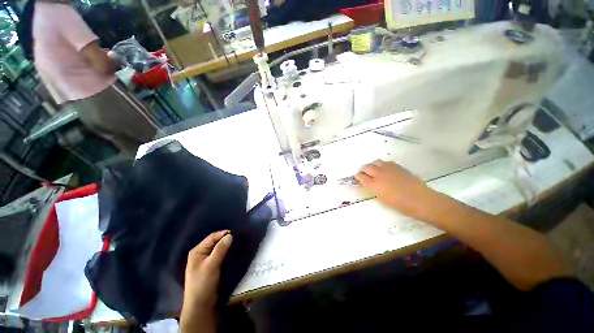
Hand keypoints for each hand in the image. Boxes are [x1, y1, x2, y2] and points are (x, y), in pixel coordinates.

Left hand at [180, 231, 231, 332]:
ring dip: (226, 246)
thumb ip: (220, 249)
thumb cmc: (203, 283)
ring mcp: (206, 261)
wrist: (201, 305)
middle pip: (215, 242)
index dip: (223, 234)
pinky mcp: (211, 267)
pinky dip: (226, 253)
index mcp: (197, 251)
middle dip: (225, 239)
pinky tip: (233, 253)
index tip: (235, 233)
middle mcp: (201, 254)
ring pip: (218, 249)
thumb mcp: (211, 265)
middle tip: (238, 238)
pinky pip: (220, 256)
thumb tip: (230, 235)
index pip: (212, 237)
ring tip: (237, 244)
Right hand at [355, 160, 434, 218]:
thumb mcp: (382, 199)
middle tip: (363, 173)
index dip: (358, 177)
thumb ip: (373, 189)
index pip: (361, 176)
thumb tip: (369, 184)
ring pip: (375, 162)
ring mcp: (389, 169)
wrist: (421, 200)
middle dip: (363, 170)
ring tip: (373, 170)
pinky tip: (384, 169)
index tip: (357, 178)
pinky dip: (382, 165)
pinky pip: (386, 162)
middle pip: (366, 167)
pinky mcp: (398, 167)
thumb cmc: (401, 205)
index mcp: (374, 184)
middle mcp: (379, 174)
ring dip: (372, 165)